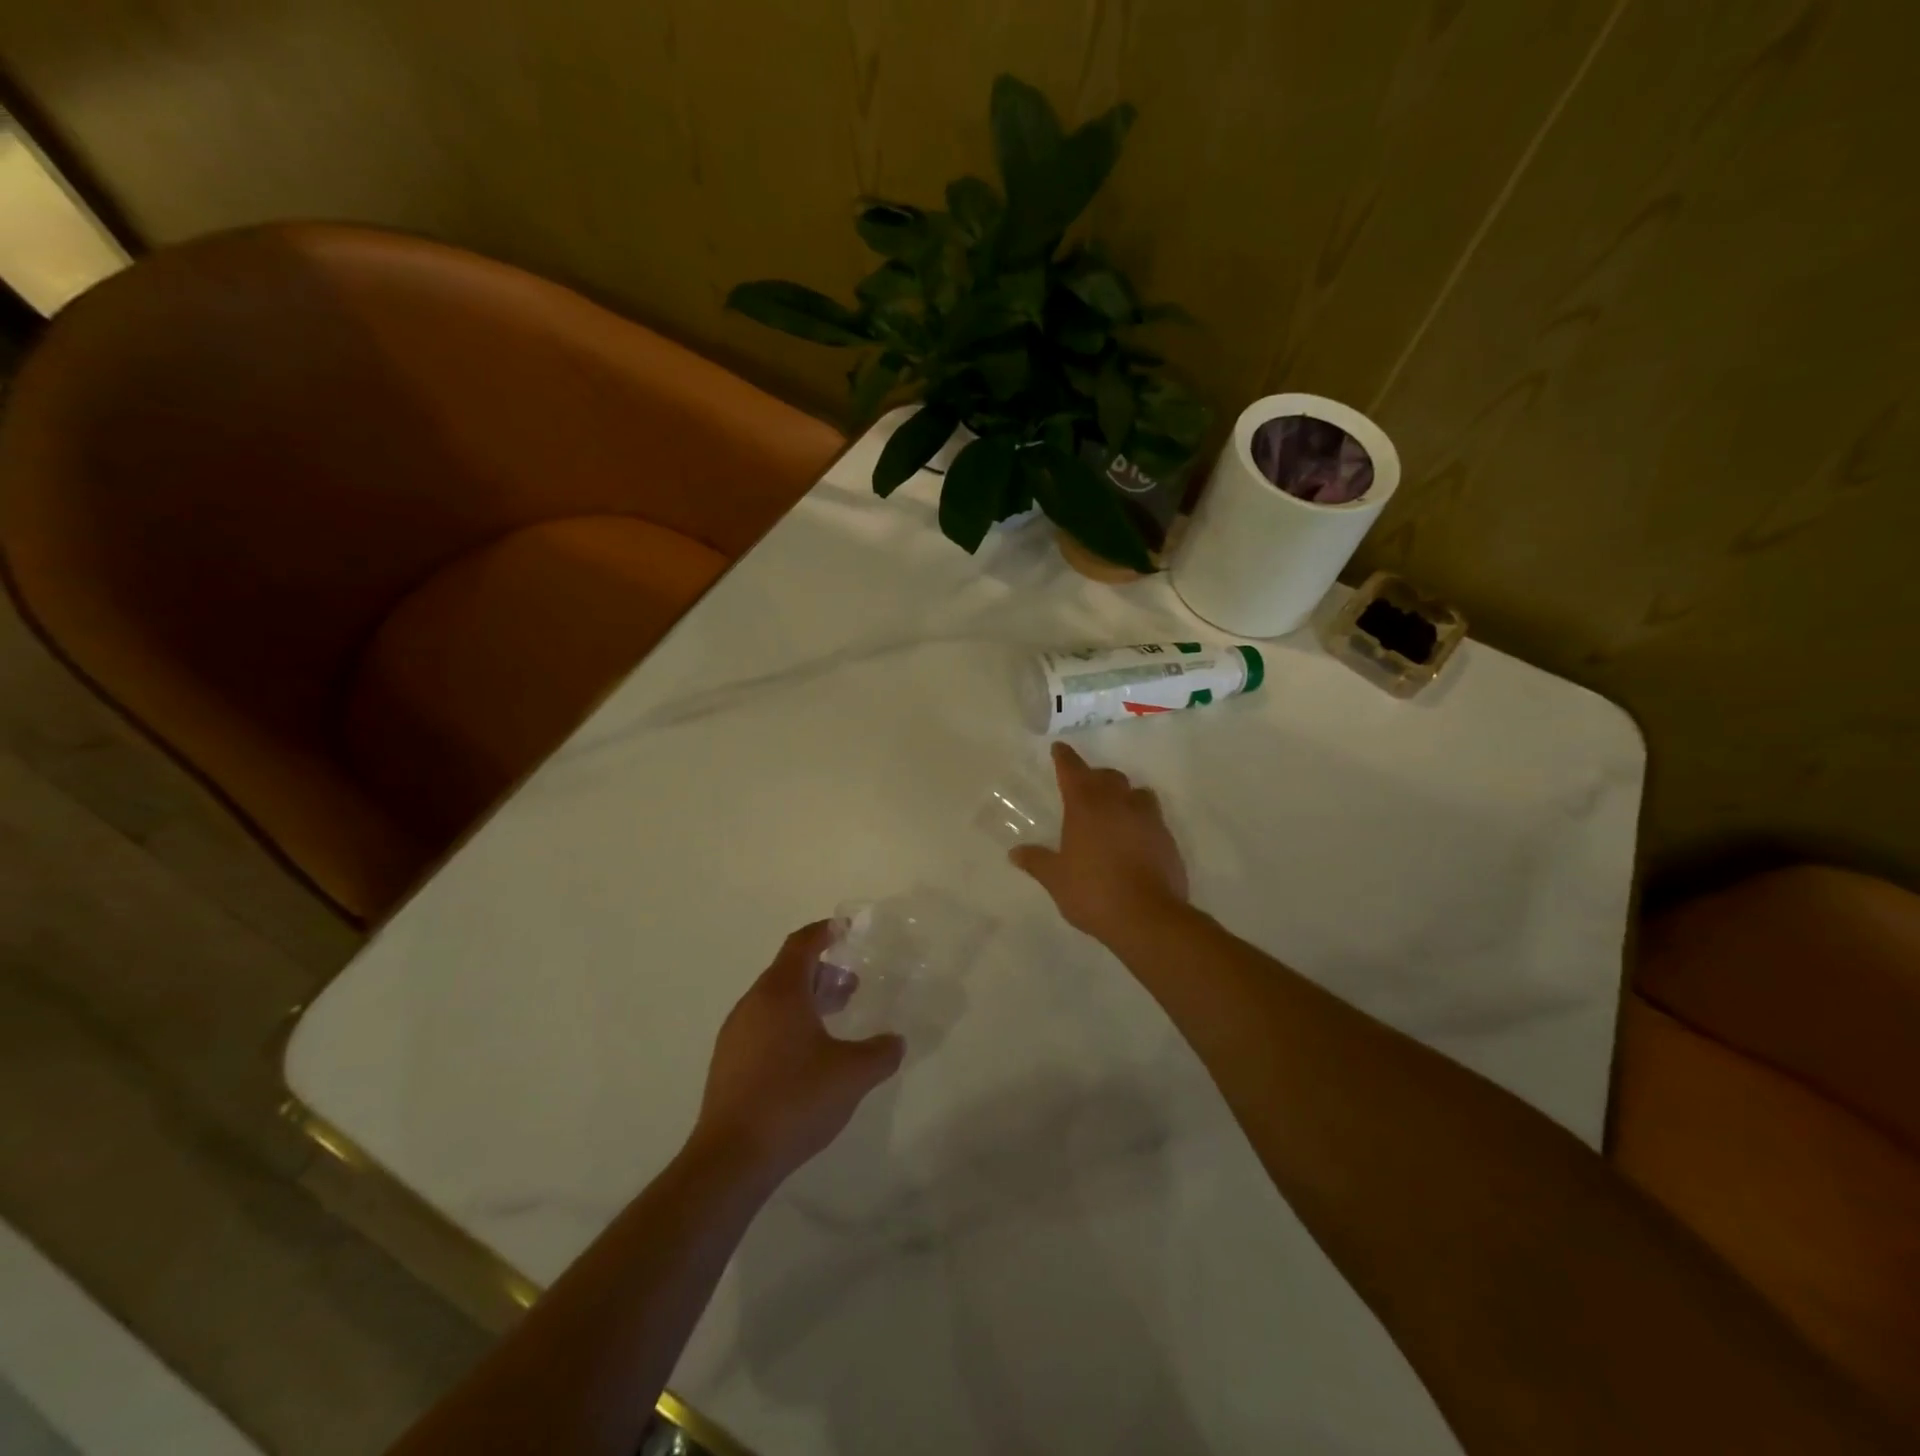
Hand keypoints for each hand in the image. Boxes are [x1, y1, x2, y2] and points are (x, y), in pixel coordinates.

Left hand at [692, 922, 904, 1182]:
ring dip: (806, 999)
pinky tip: (808, 1055)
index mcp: (780, 992)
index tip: (845, 929)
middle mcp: (753, 1003)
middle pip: (788, 971)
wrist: (731, 1159)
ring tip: (835, 1018)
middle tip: (852, 983)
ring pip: (774, 1000)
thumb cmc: (795, 1100)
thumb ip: (881, 1053)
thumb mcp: (852, 1074)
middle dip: (821, 971)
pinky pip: (763, 1025)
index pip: (802, 944)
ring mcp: (735, 1034)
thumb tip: (895, 1042)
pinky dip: (789, 1023)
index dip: (824, 932)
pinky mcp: (728, 1062)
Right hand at [1011, 742, 1189, 943]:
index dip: (1064, 758)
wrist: (1147, 916)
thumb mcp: (1056, 879)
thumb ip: (1037, 861)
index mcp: (1085, 806)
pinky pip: (1152, 817)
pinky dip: (1140, 819)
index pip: (1072, 770)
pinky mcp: (1167, 837)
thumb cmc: (1093, 892)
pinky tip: (1134, 837)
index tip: (1059, 748)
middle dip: (1094, 776)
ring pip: (1136, 792)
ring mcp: (1147, 818)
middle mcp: (1118, 803)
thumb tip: (1016, 852)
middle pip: (1107, 776)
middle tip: (1084, 786)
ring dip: (1123, 794)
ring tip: (1114, 808)